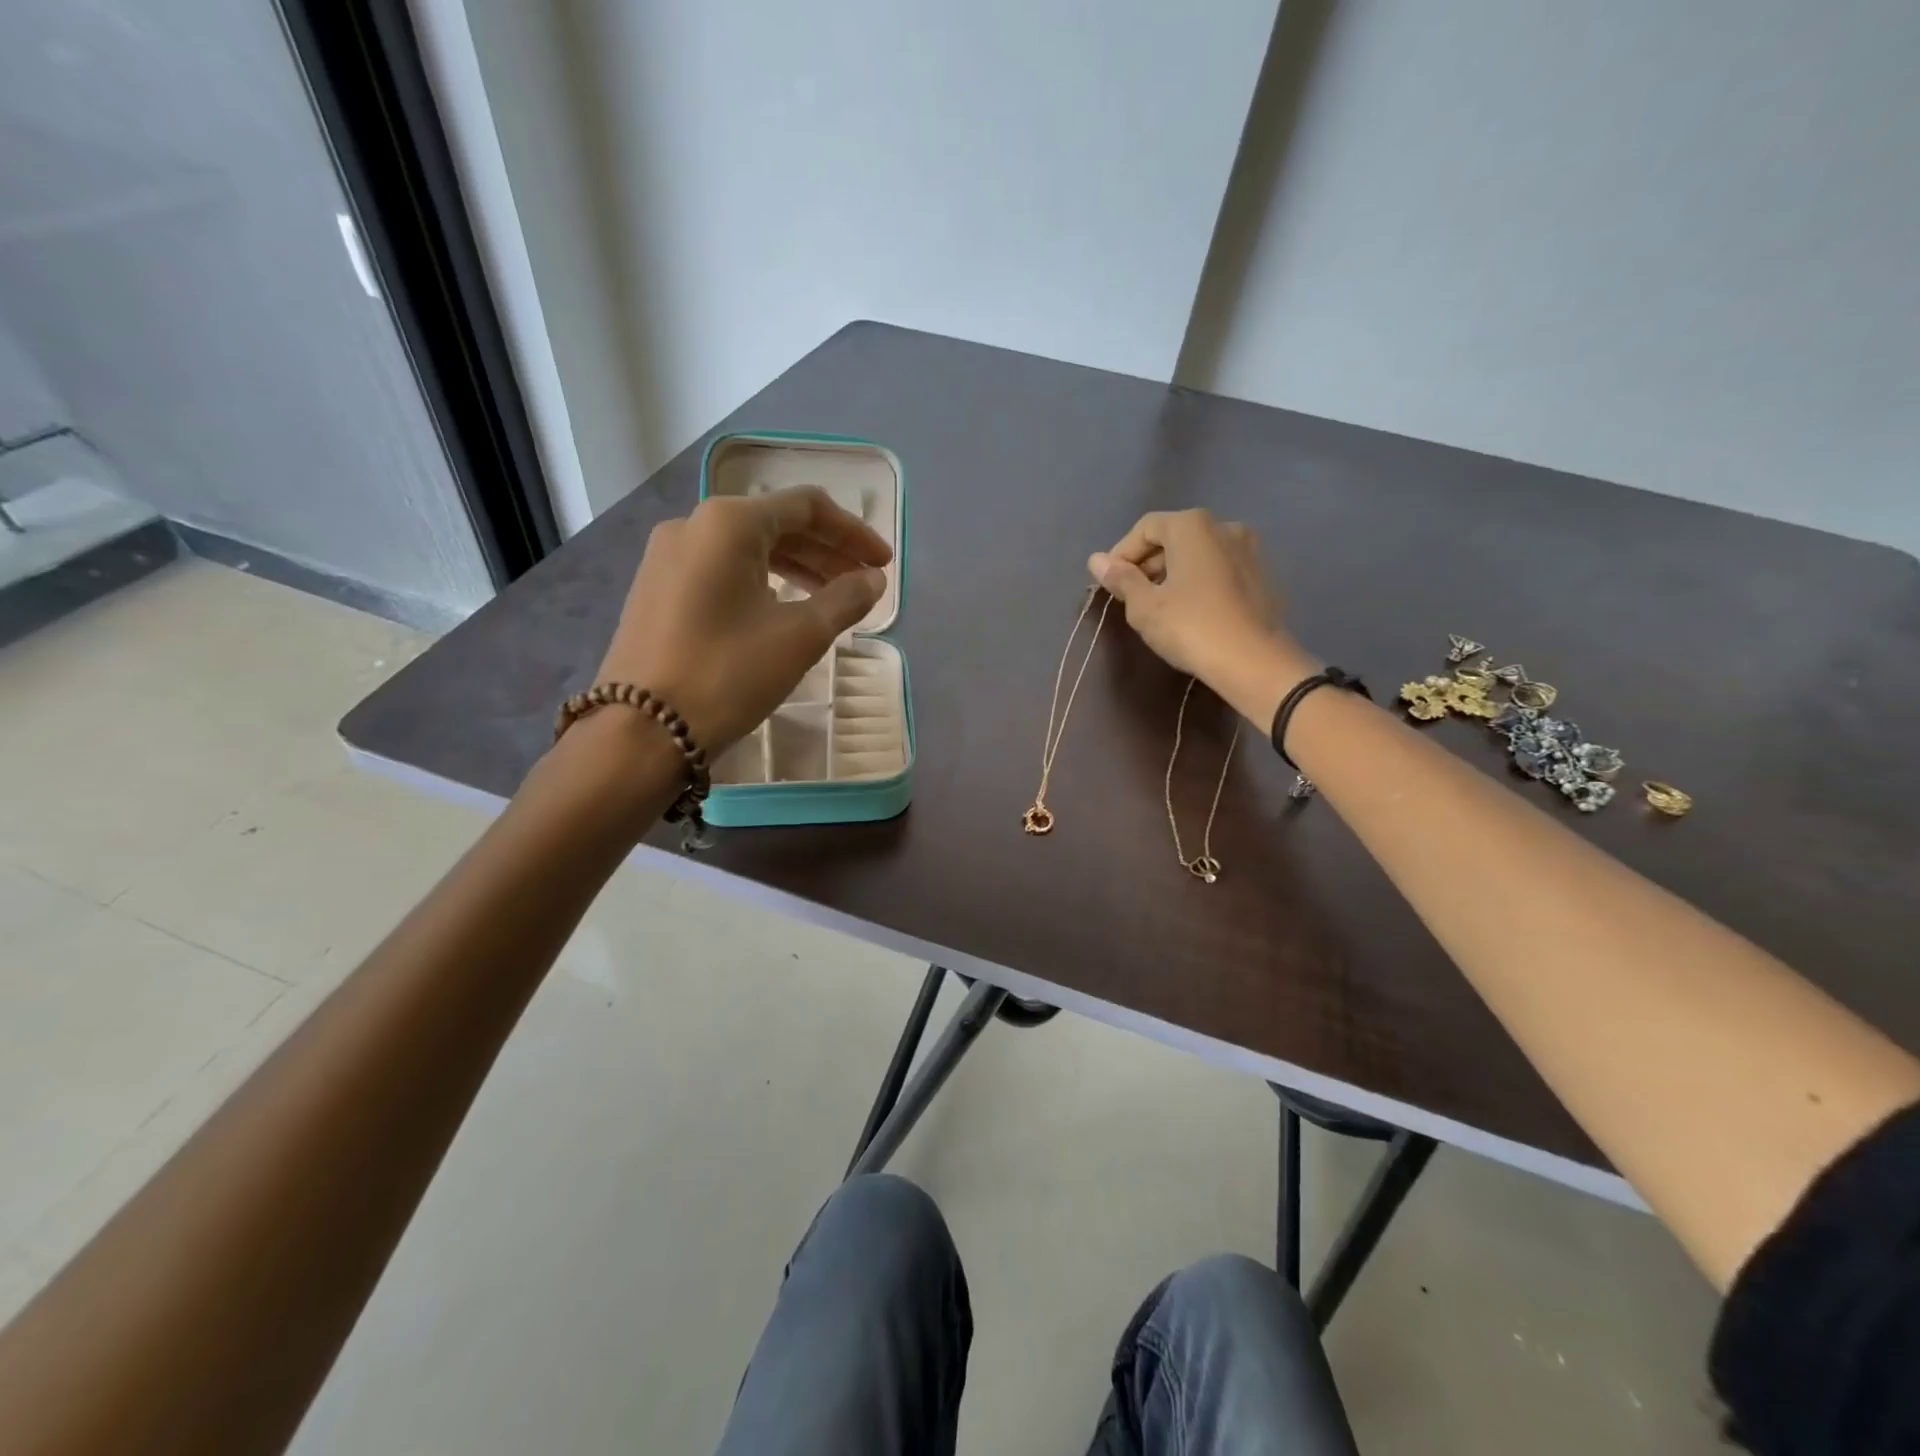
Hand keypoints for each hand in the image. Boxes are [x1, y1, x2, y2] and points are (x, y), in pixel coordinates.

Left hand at [596, 486, 890, 753]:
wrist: (641, 731)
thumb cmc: (728, 674)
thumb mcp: (799, 636)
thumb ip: (845, 599)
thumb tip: (873, 581)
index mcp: (728, 522)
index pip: (807, 507)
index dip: (853, 533)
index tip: (884, 563)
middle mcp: (693, 525)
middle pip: (776, 524)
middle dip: (827, 552)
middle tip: (864, 584)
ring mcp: (667, 558)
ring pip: (747, 550)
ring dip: (797, 569)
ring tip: (832, 599)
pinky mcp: (655, 590)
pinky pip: (722, 571)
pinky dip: (762, 583)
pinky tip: (782, 610)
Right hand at [1089, 509, 1312, 725]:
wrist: (1254, 662)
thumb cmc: (1191, 627)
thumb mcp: (1145, 607)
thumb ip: (1121, 579)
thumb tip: (1096, 560)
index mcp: (1192, 526)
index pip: (1145, 528)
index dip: (1121, 553)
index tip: (1110, 584)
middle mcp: (1224, 526)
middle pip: (1174, 536)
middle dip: (1148, 563)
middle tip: (1130, 597)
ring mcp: (1249, 550)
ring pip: (1198, 553)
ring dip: (1173, 573)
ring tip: (1158, 606)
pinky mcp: (1262, 576)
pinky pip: (1219, 569)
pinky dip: (1198, 582)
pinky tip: (1190, 612)